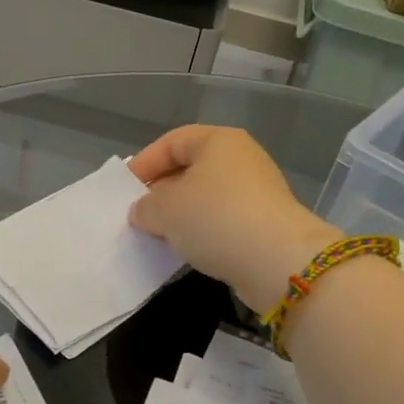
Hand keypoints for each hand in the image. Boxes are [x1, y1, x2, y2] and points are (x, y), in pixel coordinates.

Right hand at [127, 125, 337, 312]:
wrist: (278, 261)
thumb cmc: (215, 219)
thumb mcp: (165, 209)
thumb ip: (145, 206)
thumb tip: (144, 211)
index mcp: (219, 141)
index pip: (172, 141)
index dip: (145, 163)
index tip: (125, 190)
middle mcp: (241, 159)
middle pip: (191, 168)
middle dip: (162, 190)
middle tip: (139, 214)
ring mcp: (257, 191)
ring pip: (207, 197)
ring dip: (182, 215)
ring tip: (159, 235)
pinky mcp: (265, 223)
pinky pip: (223, 220)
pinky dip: (203, 231)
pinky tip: (188, 249)